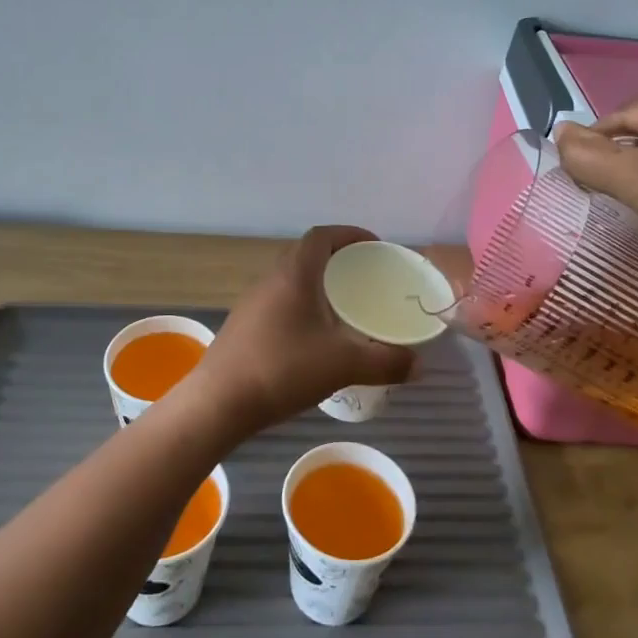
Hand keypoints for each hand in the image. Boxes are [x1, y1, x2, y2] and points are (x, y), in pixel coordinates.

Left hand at [192, 226, 416, 436]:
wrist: (218, 403)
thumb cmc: (282, 368)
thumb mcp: (343, 365)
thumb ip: (385, 362)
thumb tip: (418, 365)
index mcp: (294, 274)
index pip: (322, 235)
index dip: (350, 234)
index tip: (375, 247)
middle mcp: (271, 280)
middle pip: (307, 255)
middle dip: (338, 261)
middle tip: (366, 280)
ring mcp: (253, 304)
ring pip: (292, 281)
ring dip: (319, 286)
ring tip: (346, 309)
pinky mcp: (244, 327)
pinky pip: (280, 304)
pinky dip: (303, 308)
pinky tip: (316, 339)